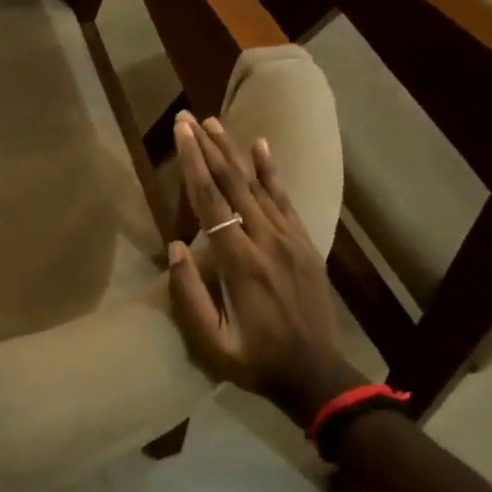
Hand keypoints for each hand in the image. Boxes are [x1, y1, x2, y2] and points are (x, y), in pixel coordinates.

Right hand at [167, 111, 363, 428]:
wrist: (315, 374)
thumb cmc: (255, 360)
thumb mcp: (212, 342)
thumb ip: (190, 295)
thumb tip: (176, 246)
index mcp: (241, 263)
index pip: (211, 202)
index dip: (193, 164)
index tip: (180, 132)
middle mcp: (267, 241)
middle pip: (233, 184)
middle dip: (208, 148)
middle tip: (189, 117)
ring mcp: (290, 240)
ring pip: (258, 186)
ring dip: (234, 152)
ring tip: (215, 123)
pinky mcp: (304, 244)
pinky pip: (285, 200)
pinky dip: (272, 171)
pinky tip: (262, 147)